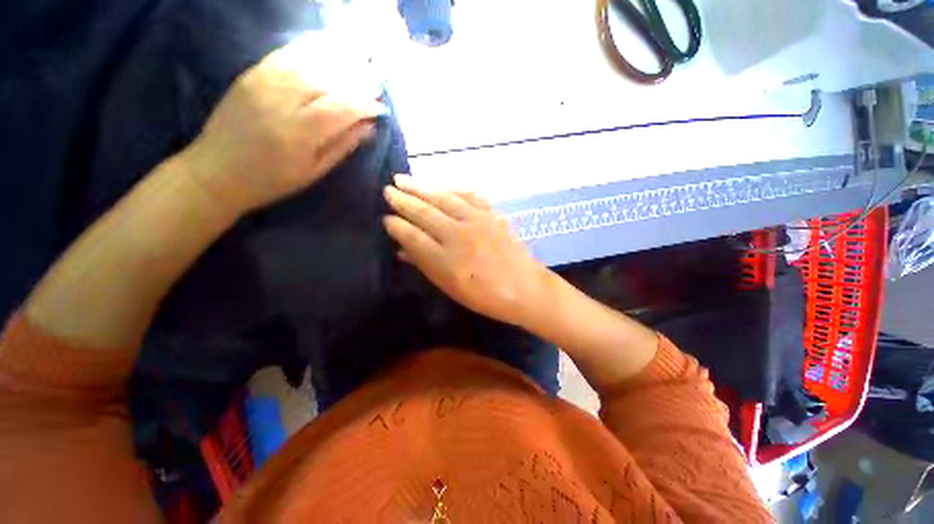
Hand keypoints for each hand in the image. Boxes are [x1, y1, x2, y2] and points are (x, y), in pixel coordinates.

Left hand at [184, 41, 382, 215]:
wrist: (215, 172)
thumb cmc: (271, 180)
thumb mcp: (313, 172)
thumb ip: (342, 146)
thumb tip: (368, 127)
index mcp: (299, 133)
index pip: (341, 107)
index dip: (365, 104)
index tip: (381, 108)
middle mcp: (281, 101)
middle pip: (326, 79)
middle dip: (356, 79)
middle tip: (376, 80)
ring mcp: (262, 83)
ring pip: (307, 61)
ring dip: (337, 59)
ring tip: (359, 59)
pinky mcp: (250, 74)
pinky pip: (284, 54)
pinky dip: (309, 49)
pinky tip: (327, 48)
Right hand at [383, 175, 554, 326]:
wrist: (525, 288)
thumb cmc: (485, 296)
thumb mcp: (450, 288)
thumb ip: (425, 265)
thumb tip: (402, 249)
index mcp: (446, 260)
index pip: (413, 236)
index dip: (396, 226)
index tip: (385, 218)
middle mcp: (460, 236)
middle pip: (426, 213)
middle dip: (403, 200)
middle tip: (387, 189)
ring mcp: (478, 222)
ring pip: (444, 198)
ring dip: (422, 187)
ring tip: (404, 179)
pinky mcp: (492, 215)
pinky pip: (468, 196)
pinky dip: (451, 189)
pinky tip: (442, 186)